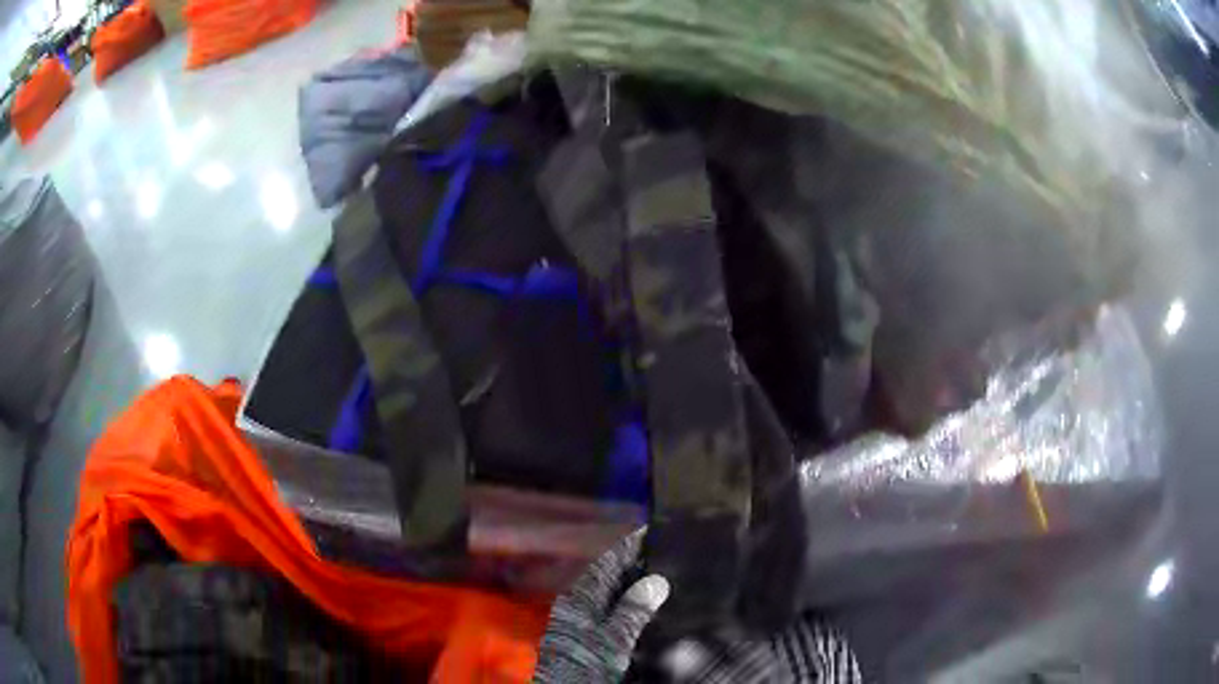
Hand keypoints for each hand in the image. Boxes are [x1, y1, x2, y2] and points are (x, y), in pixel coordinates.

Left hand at [533, 530, 669, 682]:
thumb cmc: (584, 664)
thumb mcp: (613, 637)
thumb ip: (633, 609)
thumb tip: (656, 581)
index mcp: (580, 596)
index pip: (608, 562)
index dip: (629, 546)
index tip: (651, 531)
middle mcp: (577, 604)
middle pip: (608, 577)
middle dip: (635, 565)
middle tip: (666, 554)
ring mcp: (579, 621)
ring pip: (609, 595)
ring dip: (632, 586)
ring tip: (662, 578)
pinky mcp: (584, 638)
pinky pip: (609, 612)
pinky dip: (627, 606)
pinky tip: (644, 612)